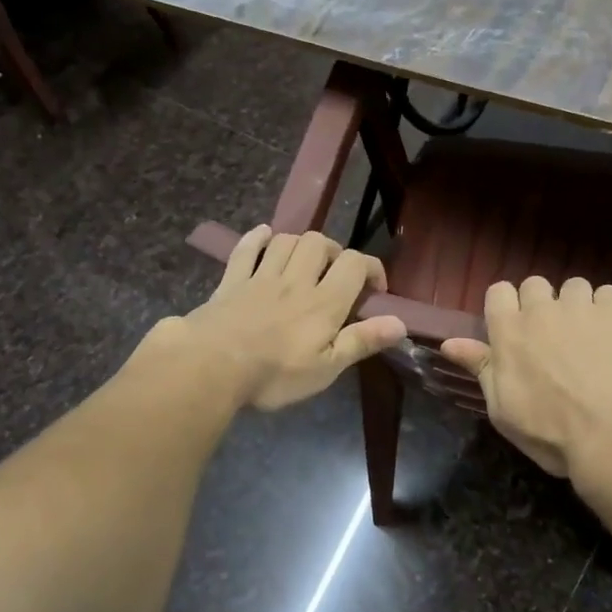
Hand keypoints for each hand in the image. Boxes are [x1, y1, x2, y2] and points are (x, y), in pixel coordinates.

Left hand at [173, 226, 406, 410]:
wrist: (210, 366)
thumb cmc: (274, 374)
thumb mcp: (326, 368)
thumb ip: (361, 341)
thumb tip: (400, 323)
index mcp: (324, 302)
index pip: (355, 264)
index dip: (371, 268)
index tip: (375, 288)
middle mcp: (296, 280)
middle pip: (319, 243)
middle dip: (333, 251)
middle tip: (334, 274)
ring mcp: (261, 277)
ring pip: (285, 241)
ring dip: (299, 245)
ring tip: (303, 263)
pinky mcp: (231, 281)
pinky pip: (245, 249)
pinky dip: (256, 239)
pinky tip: (263, 236)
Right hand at [440, 276, 611, 483]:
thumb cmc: (551, 433)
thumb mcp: (503, 409)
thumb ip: (480, 368)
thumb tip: (448, 343)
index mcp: (508, 331)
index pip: (498, 291)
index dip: (506, 307)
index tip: (516, 330)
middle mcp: (541, 310)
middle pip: (535, 284)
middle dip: (541, 304)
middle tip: (552, 337)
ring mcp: (580, 307)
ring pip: (573, 286)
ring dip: (576, 305)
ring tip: (587, 336)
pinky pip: (607, 293)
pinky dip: (608, 310)